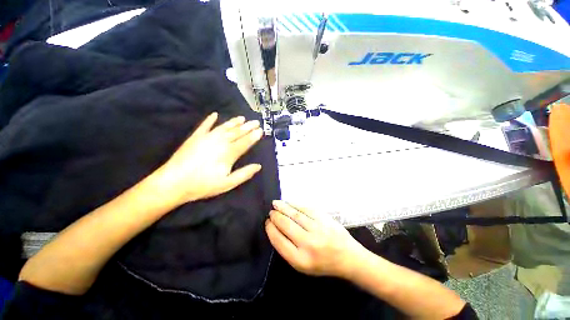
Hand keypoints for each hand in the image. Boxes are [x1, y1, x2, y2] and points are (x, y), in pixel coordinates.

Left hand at [155, 112, 263, 205]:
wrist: (174, 182)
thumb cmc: (203, 185)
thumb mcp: (228, 183)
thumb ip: (244, 174)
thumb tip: (258, 166)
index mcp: (229, 153)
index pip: (245, 142)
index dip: (254, 136)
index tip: (261, 130)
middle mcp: (220, 142)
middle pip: (237, 132)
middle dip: (248, 127)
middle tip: (256, 121)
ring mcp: (207, 137)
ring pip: (224, 127)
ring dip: (234, 122)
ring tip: (242, 118)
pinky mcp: (195, 137)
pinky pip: (205, 125)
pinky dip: (210, 120)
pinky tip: (215, 114)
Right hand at [265, 201, 364, 277]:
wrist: (348, 257)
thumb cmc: (323, 264)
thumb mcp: (303, 265)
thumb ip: (288, 249)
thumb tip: (275, 229)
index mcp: (300, 260)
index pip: (279, 241)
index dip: (270, 229)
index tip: (267, 223)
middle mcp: (308, 243)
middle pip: (286, 225)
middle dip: (275, 216)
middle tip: (271, 212)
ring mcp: (317, 229)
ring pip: (294, 214)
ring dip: (283, 207)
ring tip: (275, 204)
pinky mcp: (324, 218)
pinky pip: (305, 208)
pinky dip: (295, 204)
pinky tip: (288, 203)